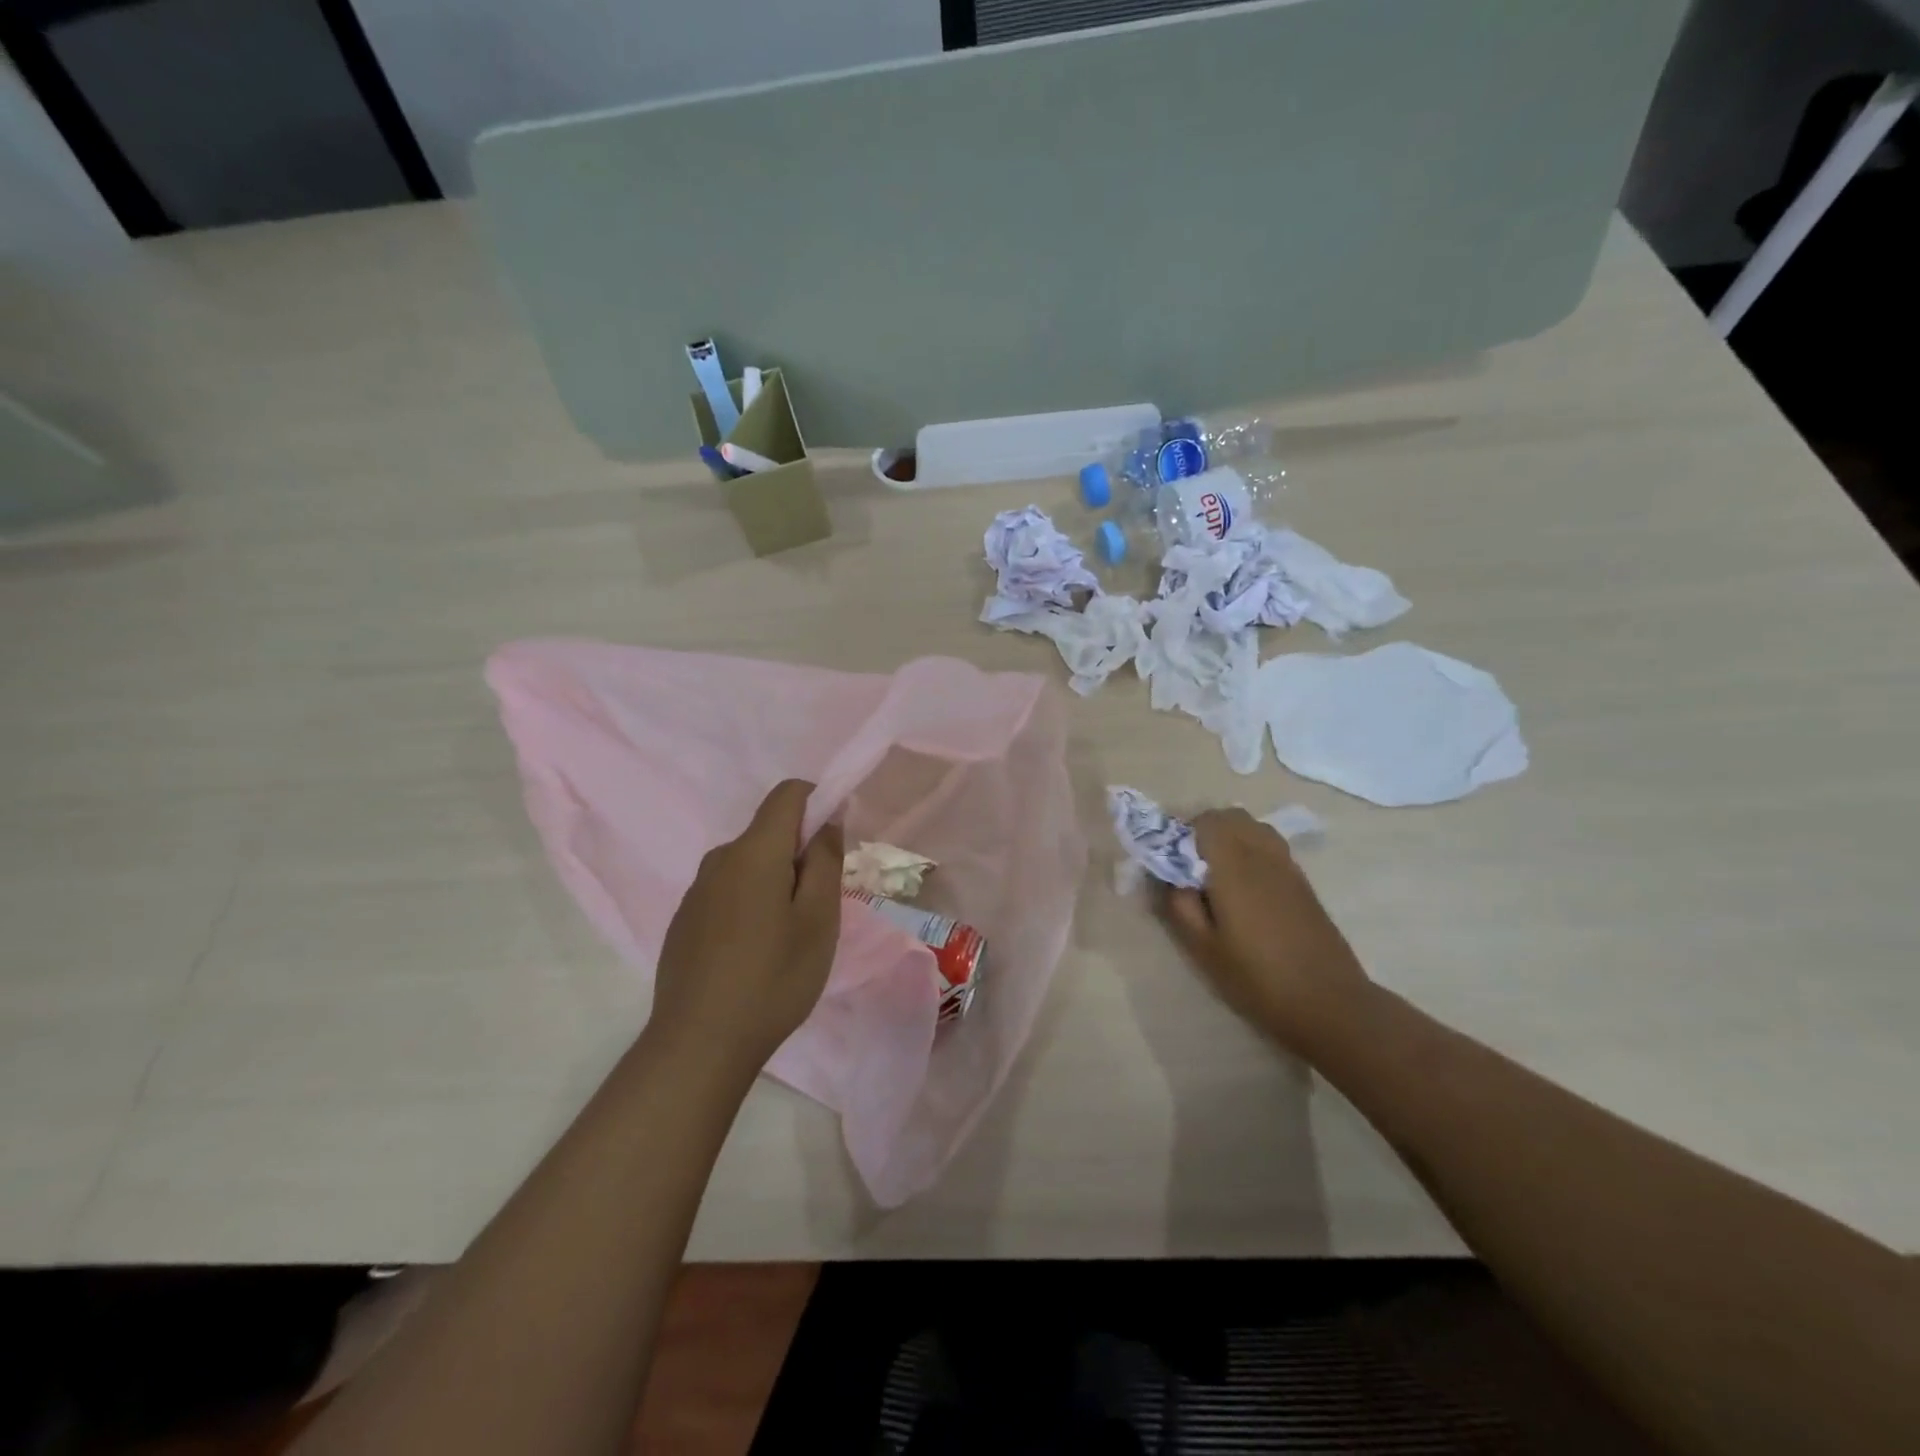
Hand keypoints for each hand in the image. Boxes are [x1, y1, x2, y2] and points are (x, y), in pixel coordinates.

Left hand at [649, 780, 843, 1073]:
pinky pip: (727, 892)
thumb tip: (827, 820)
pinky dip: (750, 904)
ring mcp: (696, 891)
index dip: (819, 803)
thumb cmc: (773, 979)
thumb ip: (826, 861)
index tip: (834, 846)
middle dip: (800, 854)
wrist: (699, 1045)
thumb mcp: (819, 920)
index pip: (788, 793)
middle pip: (769, 832)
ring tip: (787, 937)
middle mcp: (719, 859)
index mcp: (754, 851)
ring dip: (775, 882)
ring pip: (748, 865)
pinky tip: (753, 954)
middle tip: (818, 909)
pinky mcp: (684, 921)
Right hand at [1156, 808, 1371, 1055]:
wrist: (1330, 1004)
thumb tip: (1166, 875)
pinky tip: (1244, 888)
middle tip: (1188, 865)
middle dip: (1203, 830)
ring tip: (1215, 873)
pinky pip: (1270, 845)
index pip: (1204, 821)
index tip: (1169, 860)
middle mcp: (1262, 855)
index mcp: (1234, 866)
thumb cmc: (1257, 979)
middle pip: (1230, 816)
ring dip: (1229, 837)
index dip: (1181, 832)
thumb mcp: (1203, 949)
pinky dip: (1250, 850)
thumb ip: (1178, 904)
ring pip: (1253, 827)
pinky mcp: (1302, 882)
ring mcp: (1287, 866)